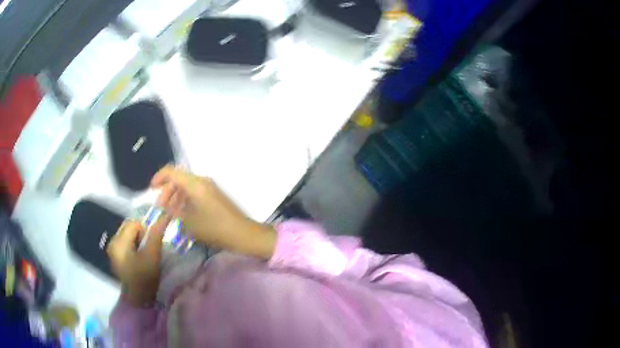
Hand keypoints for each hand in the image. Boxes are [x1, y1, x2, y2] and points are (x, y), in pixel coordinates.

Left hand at [107, 215, 169, 306]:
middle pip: (129, 227)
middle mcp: (113, 242)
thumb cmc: (145, 279)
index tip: (152, 245)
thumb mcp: (153, 256)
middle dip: (141, 234)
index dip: (146, 230)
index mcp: (119, 242)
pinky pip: (126, 242)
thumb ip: (156, 234)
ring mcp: (113, 250)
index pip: (134, 223)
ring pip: (128, 234)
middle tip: (149, 248)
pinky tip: (139, 259)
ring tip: (145, 254)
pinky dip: (134, 246)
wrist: (138, 301)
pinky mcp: (116, 256)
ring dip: (138, 240)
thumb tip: (165, 215)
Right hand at [150, 165, 275, 258]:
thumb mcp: (189, 222)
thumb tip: (163, 203)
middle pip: (179, 178)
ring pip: (187, 185)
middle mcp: (202, 181)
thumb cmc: (214, 228)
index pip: (171, 171)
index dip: (159, 178)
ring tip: (170, 212)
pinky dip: (186, 199)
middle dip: (167, 190)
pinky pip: (195, 192)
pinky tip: (183, 213)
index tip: (151, 189)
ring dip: (176, 195)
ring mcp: (210, 187)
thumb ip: (173, 210)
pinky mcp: (215, 195)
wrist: (243, 234)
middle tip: (161, 206)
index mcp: (195, 184)